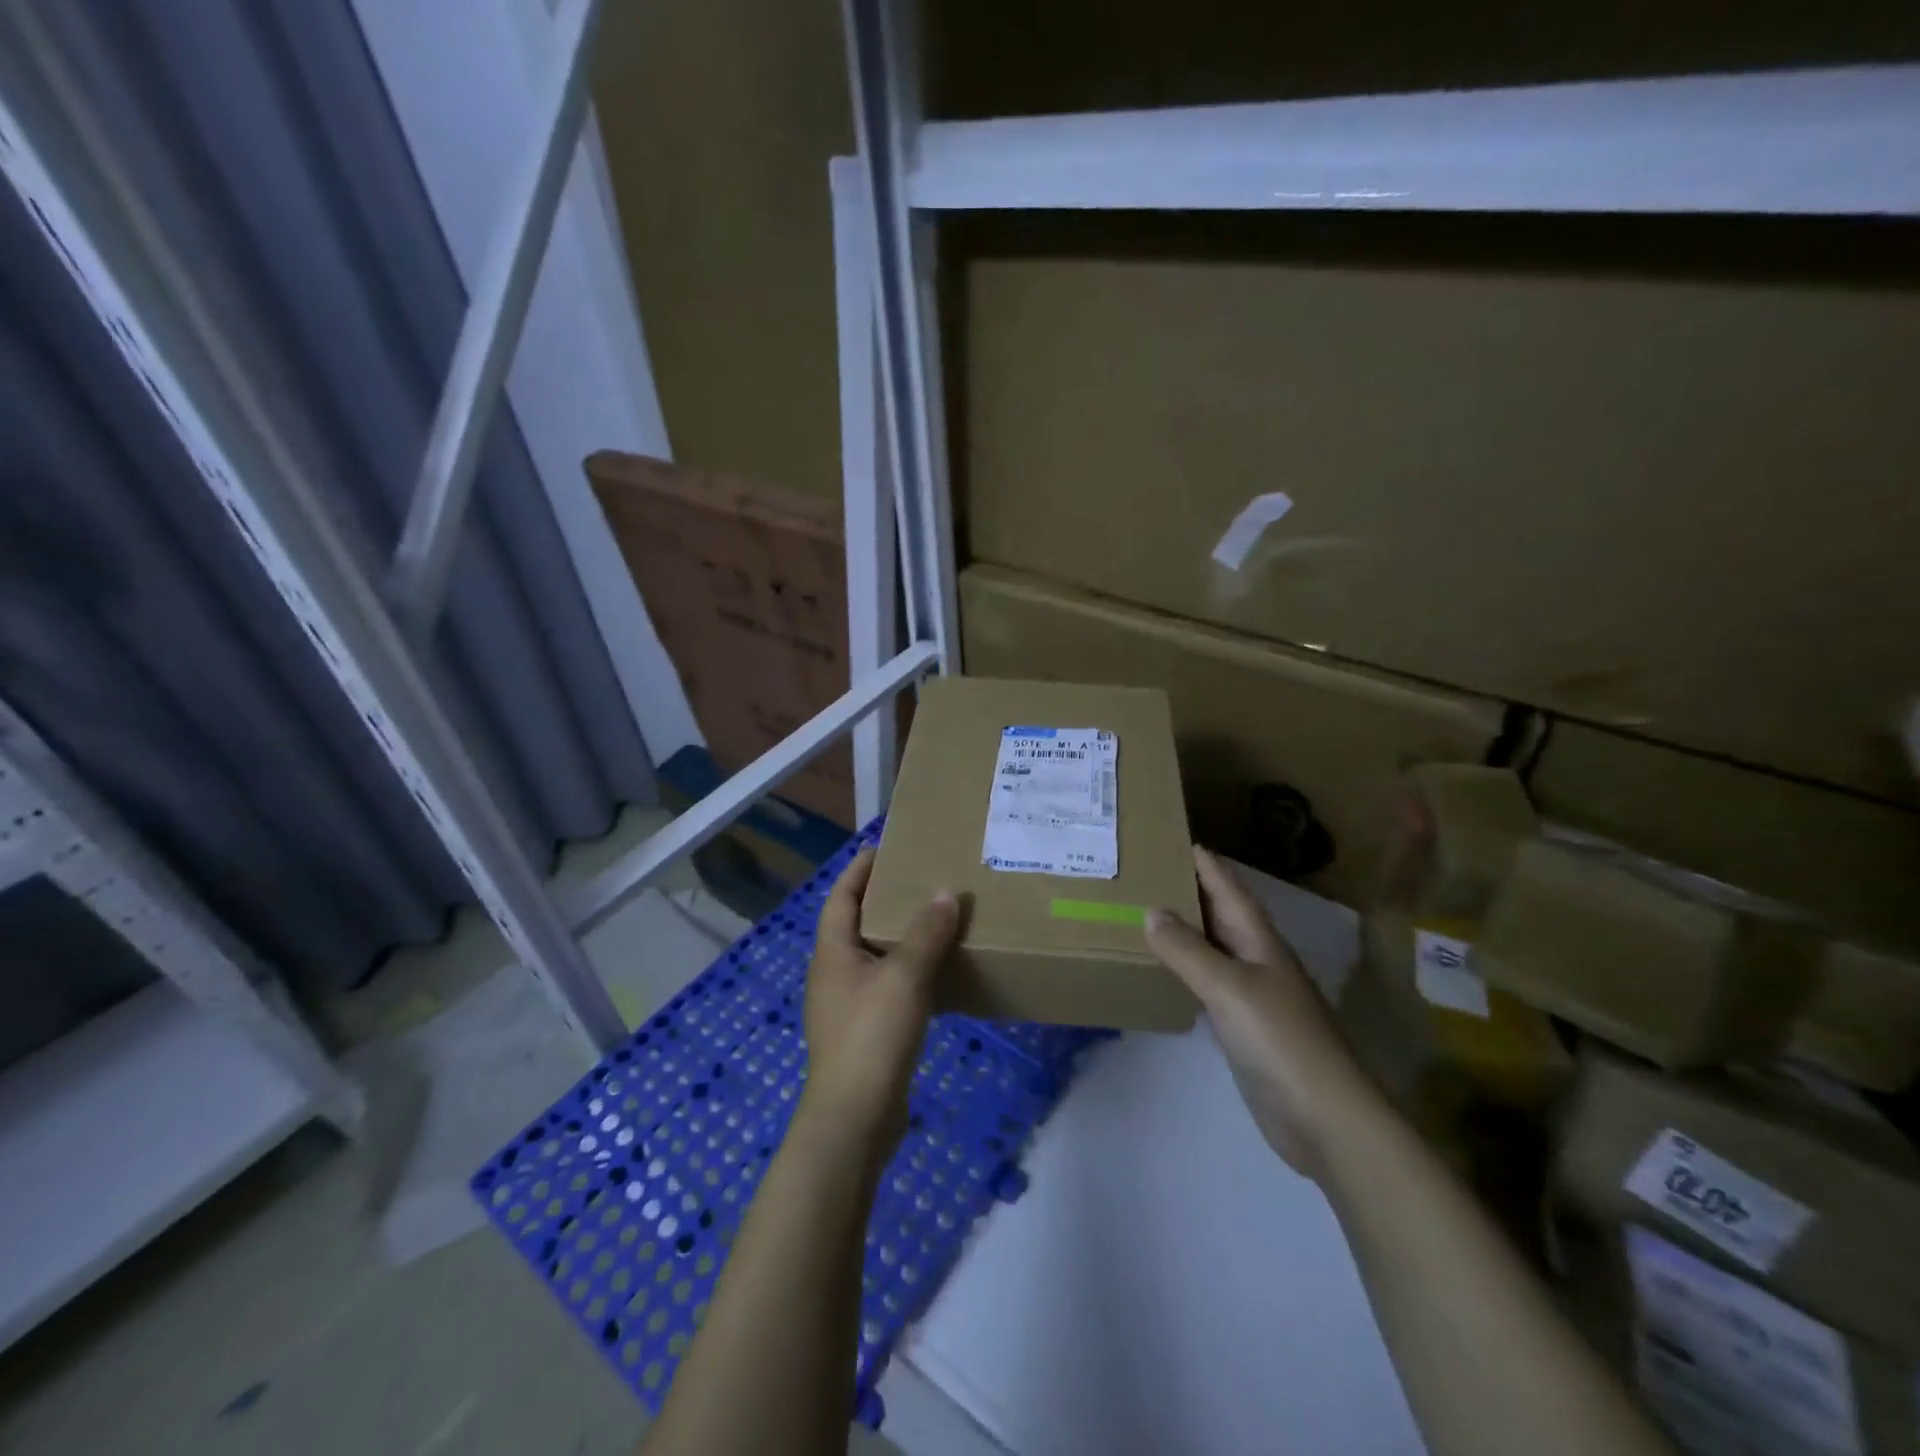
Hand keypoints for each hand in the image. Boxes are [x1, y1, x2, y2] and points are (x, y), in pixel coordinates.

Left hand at [799, 848, 959, 1155]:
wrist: (855, 1119)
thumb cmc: (872, 1036)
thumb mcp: (904, 977)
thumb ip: (926, 933)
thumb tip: (945, 893)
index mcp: (832, 953)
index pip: (841, 897)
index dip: (859, 871)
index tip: (883, 849)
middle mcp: (834, 974)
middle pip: (856, 925)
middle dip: (883, 901)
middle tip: (920, 881)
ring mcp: (847, 1006)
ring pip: (874, 958)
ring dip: (899, 938)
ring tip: (934, 921)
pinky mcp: (864, 1033)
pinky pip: (887, 988)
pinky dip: (908, 973)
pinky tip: (937, 975)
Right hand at [1146, 846, 1382, 1178]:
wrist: (1324, 1118)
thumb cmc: (1280, 1040)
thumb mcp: (1230, 987)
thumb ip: (1188, 950)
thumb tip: (1150, 910)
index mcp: (1260, 941)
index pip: (1229, 890)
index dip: (1206, 864)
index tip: (1173, 838)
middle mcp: (1257, 960)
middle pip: (1220, 915)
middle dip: (1189, 890)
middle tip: (1146, 870)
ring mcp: (1253, 995)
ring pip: (1214, 948)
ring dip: (1186, 929)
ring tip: (1145, 911)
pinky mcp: (1245, 1027)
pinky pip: (1209, 983)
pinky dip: (1186, 969)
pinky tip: (1165, 969)